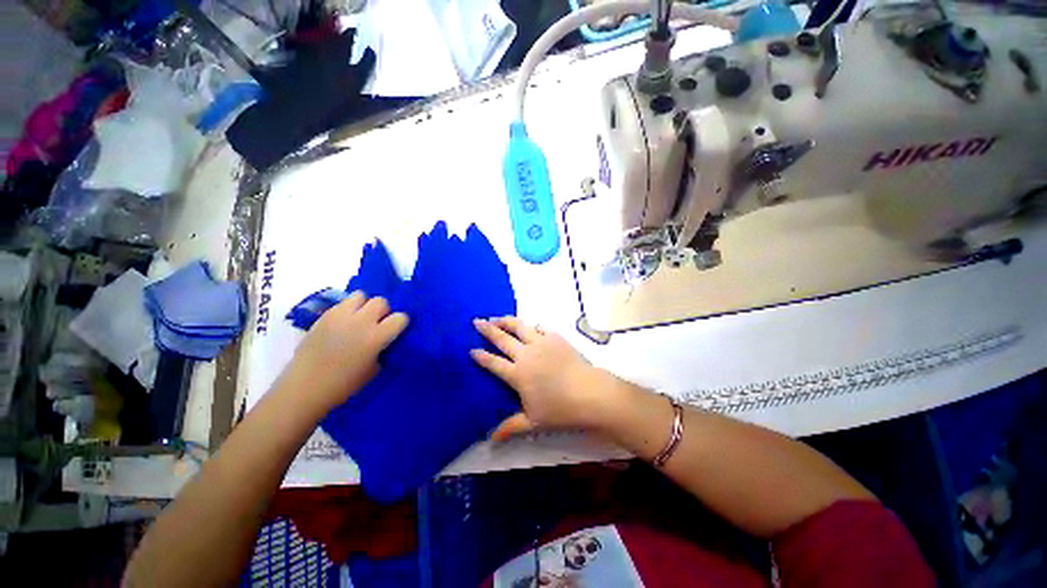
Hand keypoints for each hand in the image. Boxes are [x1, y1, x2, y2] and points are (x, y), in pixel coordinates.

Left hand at [280, 291, 407, 413]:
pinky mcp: (324, 315)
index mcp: (376, 337)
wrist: (305, 387)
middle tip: (377, 324)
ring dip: (364, 305)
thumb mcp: (374, 369)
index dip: (400, 323)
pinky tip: (343, 324)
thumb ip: (384, 349)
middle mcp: (361, 321)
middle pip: (381, 301)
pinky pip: (343, 303)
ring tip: (359, 319)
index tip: (396, 331)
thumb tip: (388, 340)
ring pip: (361, 295)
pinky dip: (347, 309)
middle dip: (383, 311)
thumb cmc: (343, 384)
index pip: (401, 317)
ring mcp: (341, 316)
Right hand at [471, 317, 611, 437]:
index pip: (493, 363)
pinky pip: (540, 327)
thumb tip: (491, 440)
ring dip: (506, 321)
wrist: (588, 393)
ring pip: (519, 326)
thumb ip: (511, 427)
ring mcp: (541, 343)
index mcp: (517, 374)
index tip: (471, 349)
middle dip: (487, 329)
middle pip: (502, 338)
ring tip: (497, 317)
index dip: (481, 356)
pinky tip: (531, 327)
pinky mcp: (555, 337)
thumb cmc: (560, 409)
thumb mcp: (533, 422)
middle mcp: (525, 354)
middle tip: (477, 321)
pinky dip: (533, 326)